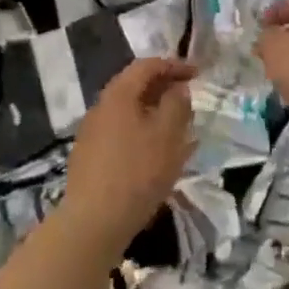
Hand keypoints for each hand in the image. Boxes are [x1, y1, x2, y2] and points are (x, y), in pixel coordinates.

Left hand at [62, 58, 194, 254]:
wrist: (92, 222)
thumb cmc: (137, 172)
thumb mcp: (168, 134)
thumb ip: (177, 104)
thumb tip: (178, 89)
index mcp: (118, 95)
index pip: (147, 66)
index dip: (174, 66)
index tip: (198, 74)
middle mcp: (100, 108)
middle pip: (135, 88)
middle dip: (164, 90)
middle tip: (188, 100)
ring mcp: (92, 134)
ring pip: (129, 113)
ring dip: (155, 115)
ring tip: (178, 130)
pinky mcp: (90, 159)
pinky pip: (122, 135)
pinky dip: (143, 135)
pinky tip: (157, 156)